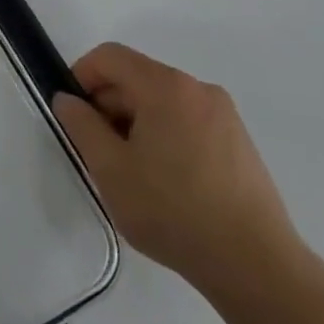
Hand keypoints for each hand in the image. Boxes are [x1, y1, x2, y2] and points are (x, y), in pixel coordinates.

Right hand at [52, 43, 302, 295]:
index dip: (81, 76)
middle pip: (137, 78)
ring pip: (161, 103)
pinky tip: (165, 183)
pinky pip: (187, 122)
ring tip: (131, 173)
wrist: (256, 267)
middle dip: (108, 106)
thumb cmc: (173, 210)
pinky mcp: (239, 143)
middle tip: (98, 151)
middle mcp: (199, 90)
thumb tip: (68, 100)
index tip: (72, 114)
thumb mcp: (109, 168)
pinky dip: (164, 137)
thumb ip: (80, 125)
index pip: (110, 56)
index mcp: (166, 87)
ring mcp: (225, 116)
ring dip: (135, 125)